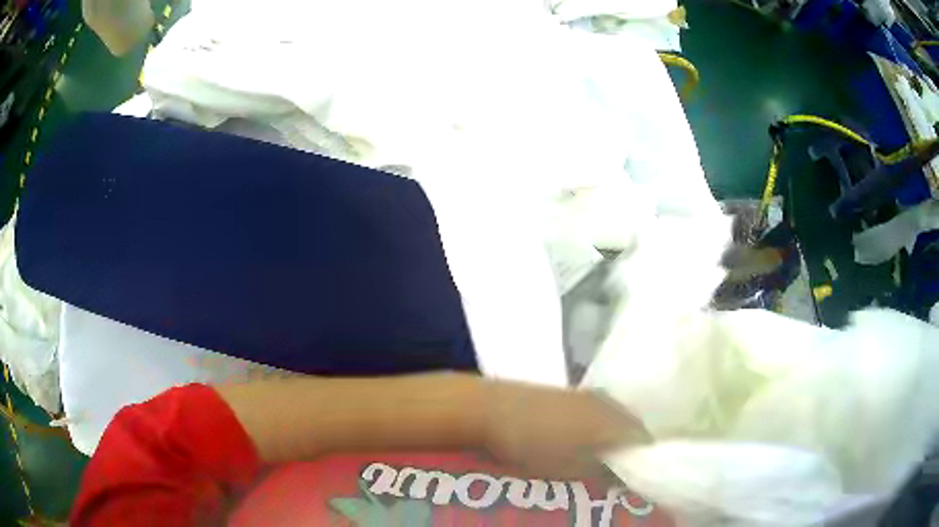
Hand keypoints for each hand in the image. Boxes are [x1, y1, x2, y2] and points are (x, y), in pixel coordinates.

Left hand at [481, 380, 649, 479]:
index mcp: (612, 420)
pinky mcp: (570, 392)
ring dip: (615, 436)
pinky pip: (597, 411)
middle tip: (625, 469)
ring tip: (606, 458)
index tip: (641, 476)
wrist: (492, 409)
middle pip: (631, 426)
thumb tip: (621, 478)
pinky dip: (600, 426)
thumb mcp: (570, 469)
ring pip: (614, 417)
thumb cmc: (533, 444)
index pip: (643, 438)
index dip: (645, 459)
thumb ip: (601, 473)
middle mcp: (607, 402)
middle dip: (631, 448)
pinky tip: (586, 440)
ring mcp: (587, 394)